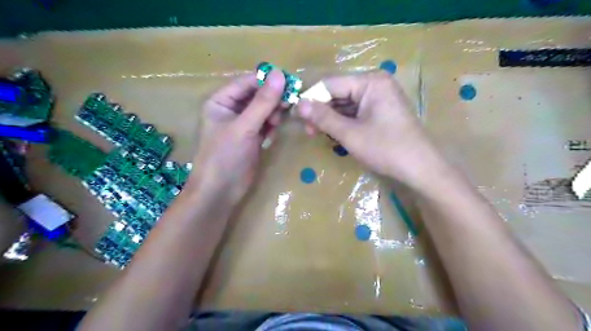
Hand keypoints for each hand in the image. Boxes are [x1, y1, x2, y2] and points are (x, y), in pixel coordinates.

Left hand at [185, 70, 284, 205]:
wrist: (221, 192)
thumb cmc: (226, 156)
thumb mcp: (244, 127)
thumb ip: (263, 102)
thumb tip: (280, 74)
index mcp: (220, 101)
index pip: (247, 82)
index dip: (267, 81)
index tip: (290, 82)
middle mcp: (231, 110)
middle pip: (257, 96)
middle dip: (272, 100)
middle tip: (288, 104)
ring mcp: (242, 125)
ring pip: (263, 110)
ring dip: (273, 114)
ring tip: (277, 123)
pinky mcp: (251, 138)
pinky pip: (265, 124)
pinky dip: (271, 127)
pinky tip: (272, 135)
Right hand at [301, 72, 442, 188]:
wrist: (420, 169)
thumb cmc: (386, 149)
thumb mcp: (350, 134)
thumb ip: (323, 117)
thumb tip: (298, 104)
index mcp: (370, 82)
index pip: (330, 84)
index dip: (311, 99)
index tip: (296, 115)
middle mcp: (375, 83)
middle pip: (338, 92)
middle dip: (321, 110)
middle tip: (307, 130)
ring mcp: (379, 97)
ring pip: (345, 103)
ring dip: (330, 118)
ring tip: (317, 134)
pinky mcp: (380, 110)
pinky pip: (355, 111)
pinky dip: (343, 122)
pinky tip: (334, 133)